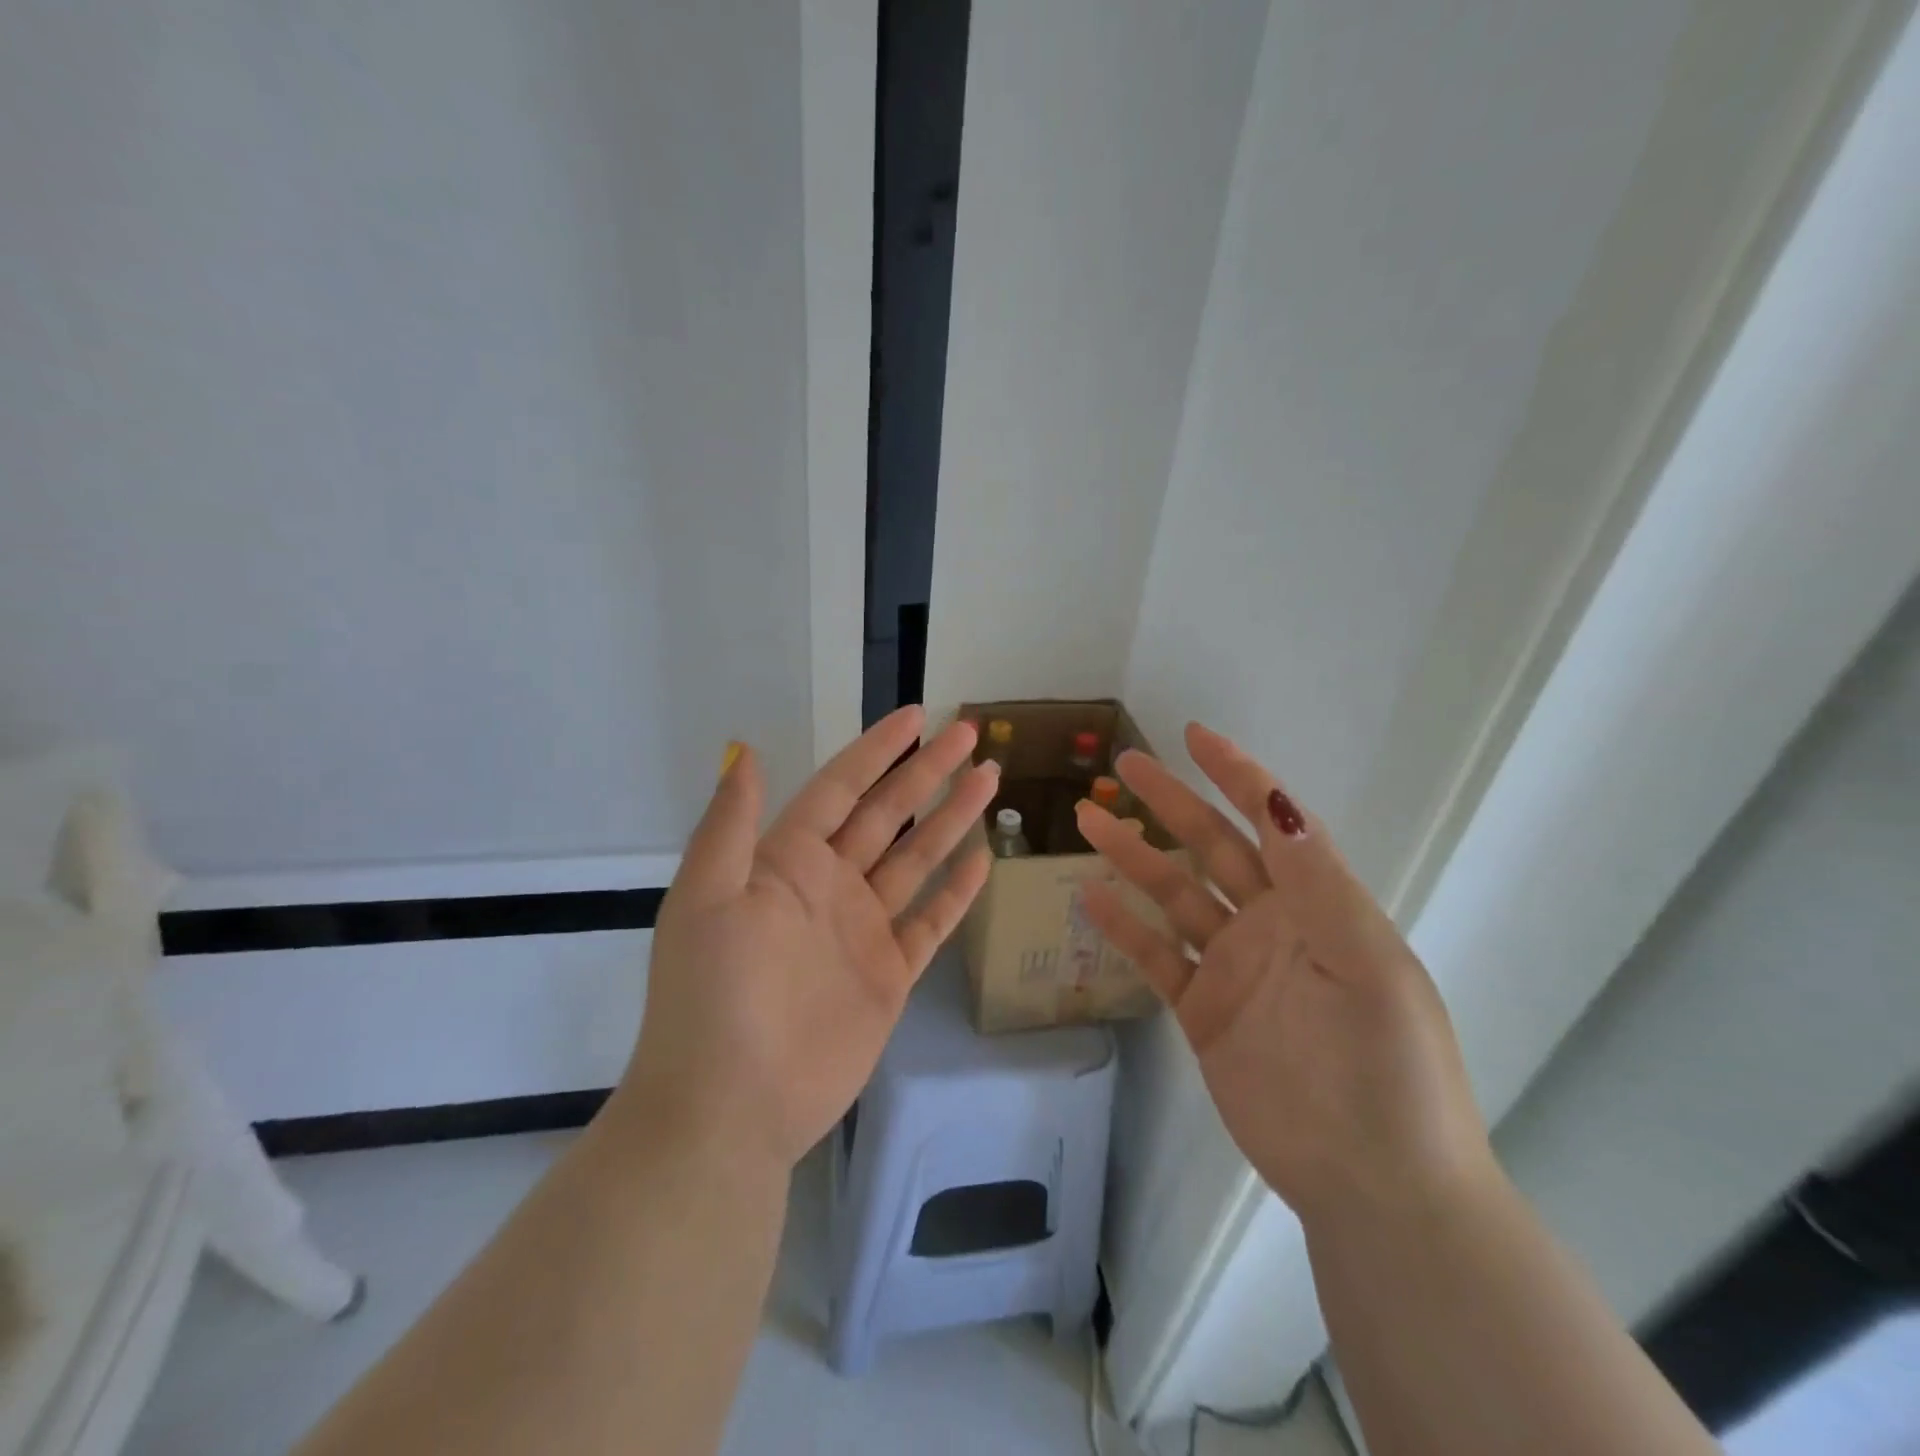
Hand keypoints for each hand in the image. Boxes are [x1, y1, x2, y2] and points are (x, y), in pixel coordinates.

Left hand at [617, 707, 997, 1169]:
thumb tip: (748, 751)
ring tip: (988, 780)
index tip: (916, 716)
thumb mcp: (706, 898)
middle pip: (888, 814)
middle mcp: (829, 886)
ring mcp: (862, 929)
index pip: (841, 788)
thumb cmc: (713, 996)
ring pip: (917, 860)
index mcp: (786, 862)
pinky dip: (956, 892)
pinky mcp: (888, 975)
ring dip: (951, 819)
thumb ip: (731, 824)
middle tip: (969, 734)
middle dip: (928, 772)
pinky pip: (929, 922)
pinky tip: (982, 860)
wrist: (729, 1108)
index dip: (877, 750)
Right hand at [1078, 723, 1494, 1224]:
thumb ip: (1316, 882)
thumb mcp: (1366, 963)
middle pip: (1210, 847)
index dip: (1237, 775)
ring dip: (1133, 856)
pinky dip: (1124, 926)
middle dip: (1170, 802)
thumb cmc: (1385, 1066)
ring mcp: (1233, 966)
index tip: (1195, 737)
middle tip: (1124, 766)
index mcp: (1317, 904)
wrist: (1375, 1183)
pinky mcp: (1204, 1010)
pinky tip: (1091, 896)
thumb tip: (1278, 801)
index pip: (1272, 821)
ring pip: (1174, 895)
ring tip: (1089, 820)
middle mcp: (1271, 924)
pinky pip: (1156, 956)